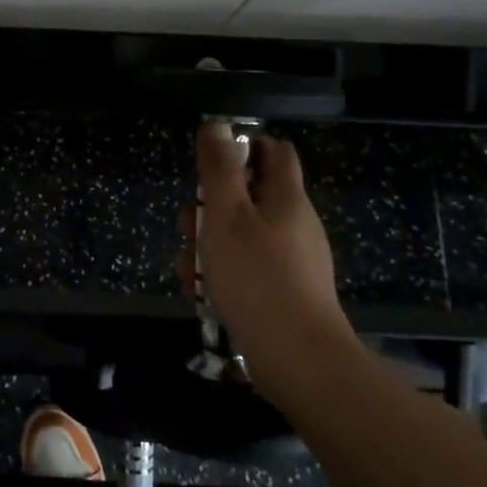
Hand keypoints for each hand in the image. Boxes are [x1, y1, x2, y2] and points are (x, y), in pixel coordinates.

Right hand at [178, 122, 352, 386]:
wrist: (298, 362)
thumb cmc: (257, 278)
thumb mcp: (227, 215)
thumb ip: (219, 168)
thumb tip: (218, 125)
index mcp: (286, 197)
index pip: (274, 150)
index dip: (243, 146)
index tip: (210, 161)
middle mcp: (293, 223)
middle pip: (248, 195)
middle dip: (210, 206)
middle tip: (188, 226)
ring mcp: (292, 260)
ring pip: (240, 235)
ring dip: (207, 246)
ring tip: (188, 270)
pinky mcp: (284, 292)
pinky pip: (246, 269)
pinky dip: (221, 275)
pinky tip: (200, 294)